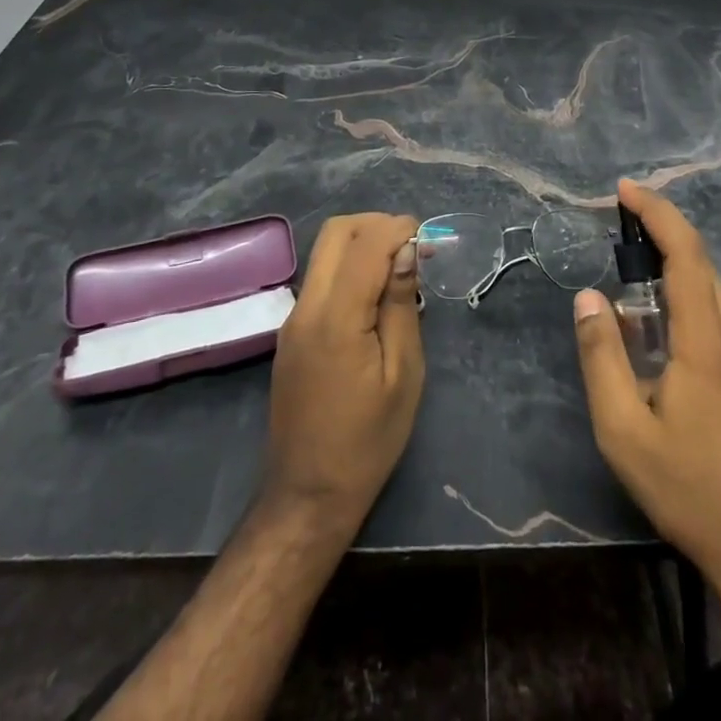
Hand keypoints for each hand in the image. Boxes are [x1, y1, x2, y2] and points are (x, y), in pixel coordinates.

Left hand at [265, 212, 423, 524]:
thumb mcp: (402, 375)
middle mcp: (307, 307)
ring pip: (325, 252)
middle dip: (377, 225)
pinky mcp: (291, 333)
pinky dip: (350, 268)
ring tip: (400, 271)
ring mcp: (293, 319)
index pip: (366, 244)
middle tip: (412, 247)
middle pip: (336, 232)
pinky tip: (376, 298)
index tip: (429, 240)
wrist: (307, 496)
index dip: (399, 229)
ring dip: (363, 244)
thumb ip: (400, 305)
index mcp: (336, 318)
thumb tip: (406, 251)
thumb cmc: (367, 441)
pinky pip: (321, 278)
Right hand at [574, 180, 720, 587]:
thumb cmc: (692, 491)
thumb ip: (601, 356)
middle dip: (663, 261)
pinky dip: (710, 330)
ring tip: (654, 346)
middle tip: (626, 281)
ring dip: (686, 302)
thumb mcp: (625, 432)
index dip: (657, 212)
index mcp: (708, 341)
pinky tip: (696, 381)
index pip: (686, 252)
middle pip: (704, 275)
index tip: (627, 190)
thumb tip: (589, 297)